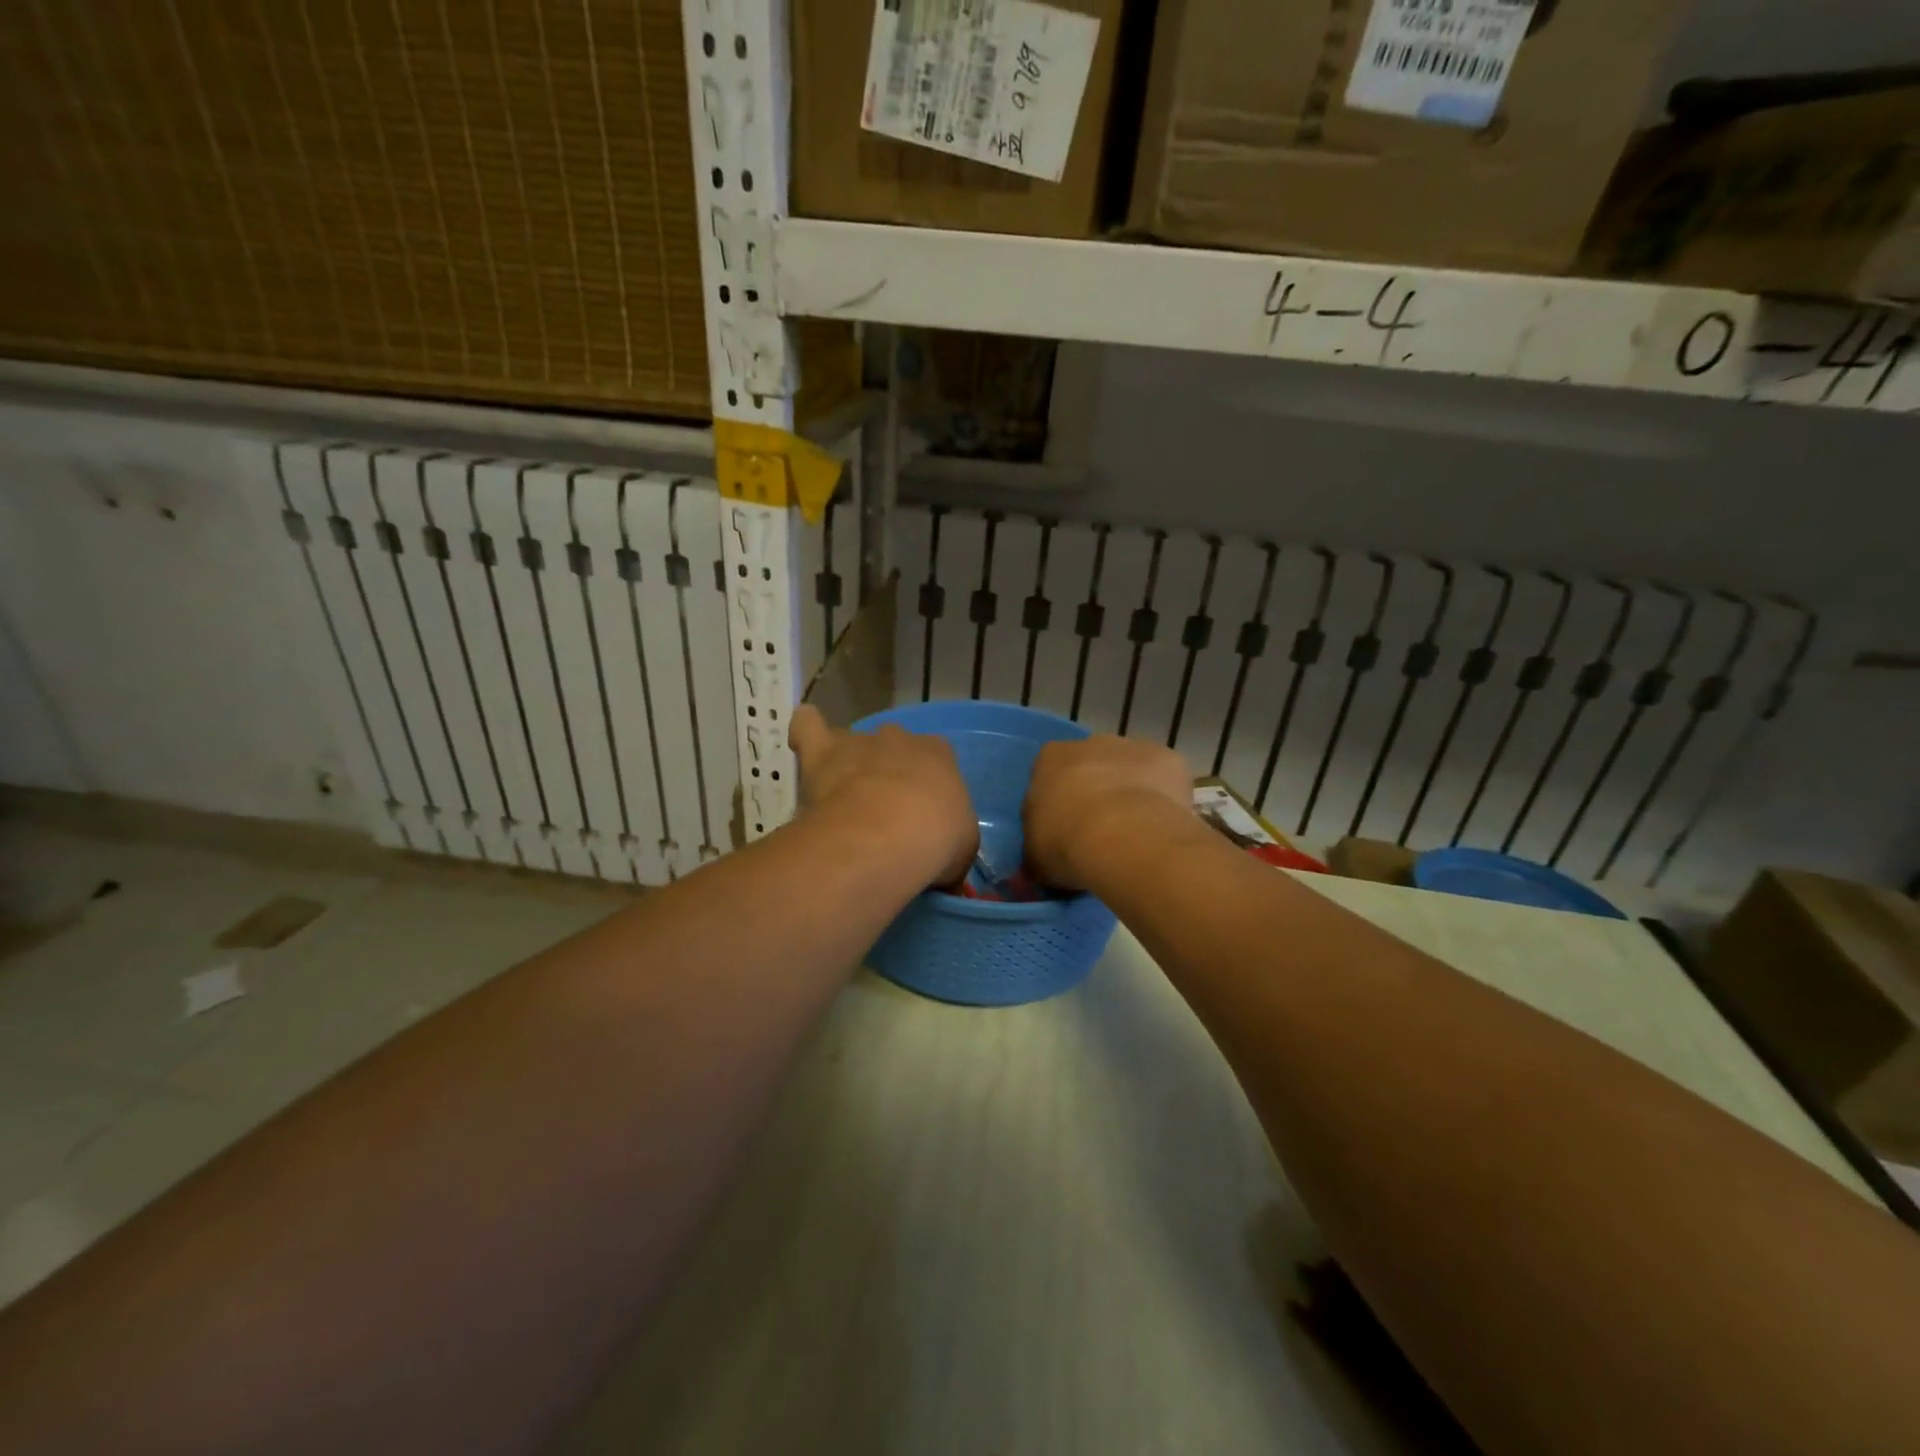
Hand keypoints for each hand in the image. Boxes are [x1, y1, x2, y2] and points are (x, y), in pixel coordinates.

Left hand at [788, 704, 978, 887]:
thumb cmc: (935, 841)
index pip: (937, 758)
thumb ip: (951, 847)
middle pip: (893, 747)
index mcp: (939, 755)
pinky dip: (805, 731)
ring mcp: (859, 742)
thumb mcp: (961, 850)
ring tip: (839, 796)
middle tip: (881, 813)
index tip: (921, 816)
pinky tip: (803, 746)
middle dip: (887, 772)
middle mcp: (900, 739)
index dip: (927, 786)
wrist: (886, 836)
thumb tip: (945, 872)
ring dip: (847, 763)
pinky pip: (808, 726)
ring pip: (851, 741)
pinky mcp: (822, 750)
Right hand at [1024, 736, 1193, 890]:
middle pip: (1092, 765)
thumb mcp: (1035, 857)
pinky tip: (1163, 828)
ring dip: (1131, 794)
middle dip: (1095, 792)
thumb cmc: (1066, 843)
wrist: (1124, 839)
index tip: (1064, 829)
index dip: (1058, 802)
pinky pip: (1165, 781)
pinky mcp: (1171, 759)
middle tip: (1101, 833)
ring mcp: (1134, 747)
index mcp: (1050, 759)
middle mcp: (1090, 743)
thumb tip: (1041, 862)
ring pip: (1131, 770)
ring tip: (1135, 835)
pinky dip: (1164, 799)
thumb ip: (1037, 852)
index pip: (1049, 774)